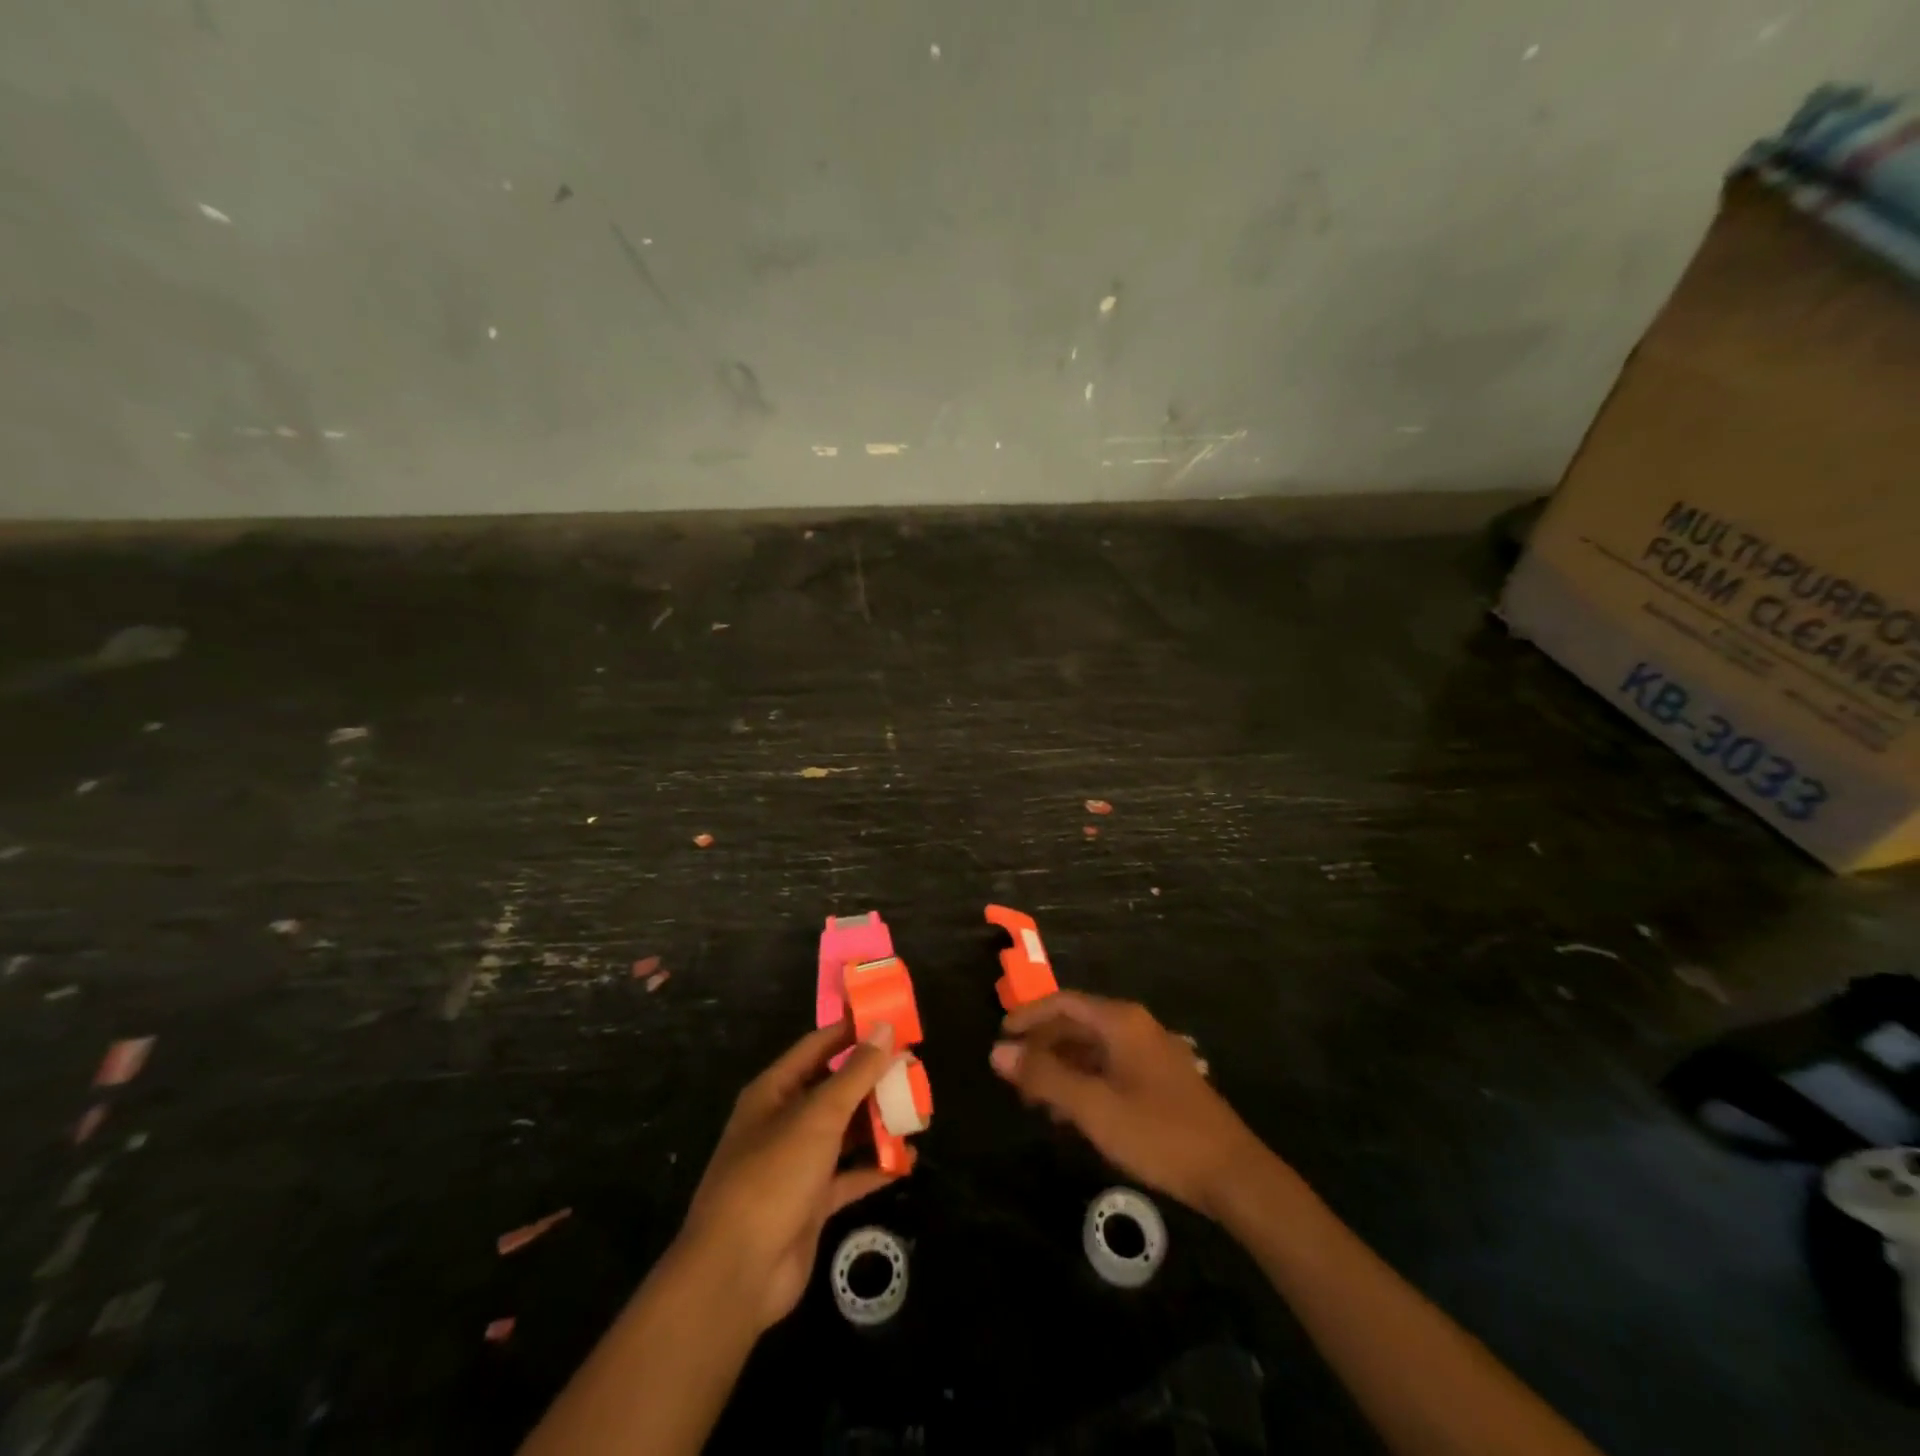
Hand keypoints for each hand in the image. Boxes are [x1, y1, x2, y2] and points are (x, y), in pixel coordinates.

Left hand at [679, 1020, 898, 1331]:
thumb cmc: (773, 1175)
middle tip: (915, 1069)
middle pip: (834, 1089)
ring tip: (919, 1112)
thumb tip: (885, 1028)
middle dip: (873, 1080)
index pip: (818, 1046)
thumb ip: (856, 1072)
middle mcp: (784, 1121)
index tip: (891, 1019)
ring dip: (878, 1123)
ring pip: (845, 1132)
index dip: (852, 1030)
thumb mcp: (819, 1115)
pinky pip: (849, 1175)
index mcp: (775, 1091)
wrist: (738, 1272)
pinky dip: (875, 1167)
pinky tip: (907, 1160)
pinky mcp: (811, 1202)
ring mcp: (797, 1164)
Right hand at [991, 992, 1260, 1219]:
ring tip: (1037, 1102)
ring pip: (1093, 1049)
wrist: (1231, 1174)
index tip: (1000, 1039)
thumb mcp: (1092, 1106)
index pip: (1062, 1002)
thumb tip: (997, 1052)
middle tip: (1014, 1078)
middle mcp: (1136, 1027)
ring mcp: (1151, 1053)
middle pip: (1077, 1024)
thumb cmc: (1157, 1133)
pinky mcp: (1161, 1080)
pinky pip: (1111, 1068)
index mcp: (1120, 1021)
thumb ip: (1044, 1077)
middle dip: (1043, 1048)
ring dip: (1062, 1069)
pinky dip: (1085, 1082)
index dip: (1028, 1017)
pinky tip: (1073, 1114)